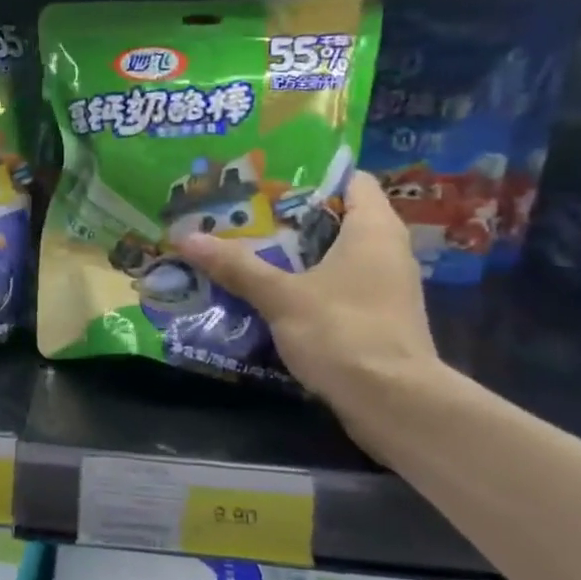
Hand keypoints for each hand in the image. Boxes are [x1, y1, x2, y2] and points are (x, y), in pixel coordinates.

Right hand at [176, 172, 439, 421]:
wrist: (394, 404)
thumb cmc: (343, 332)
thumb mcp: (281, 297)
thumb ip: (237, 266)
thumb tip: (186, 237)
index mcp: (373, 229)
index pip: (352, 179)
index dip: (312, 175)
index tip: (267, 179)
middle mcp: (387, 250)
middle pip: (337, 217)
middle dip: (290, 217)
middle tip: (242, 214)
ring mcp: (385, 287)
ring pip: (336, 256)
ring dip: (296, 255)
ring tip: (247, 249)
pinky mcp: (378, 319)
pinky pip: (339, 287)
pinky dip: (308, 284)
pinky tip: (270, 293)